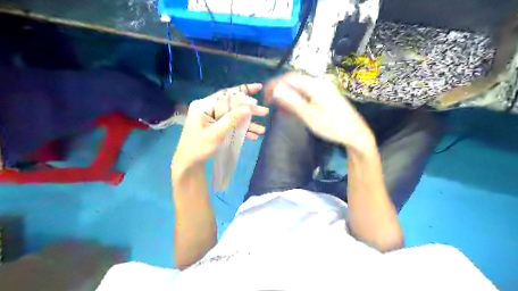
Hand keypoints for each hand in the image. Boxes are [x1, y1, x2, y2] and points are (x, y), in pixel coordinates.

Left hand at [172, 82, 268, 172]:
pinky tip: (253, 136)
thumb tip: (248, 107)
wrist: (188, 163)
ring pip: (234, 116)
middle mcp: (208, 108)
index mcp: (204, 106)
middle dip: (249, 110)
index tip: (258, 88)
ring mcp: (212, 117)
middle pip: (232, 105)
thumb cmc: (198, 149)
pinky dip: (241, 129)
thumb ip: (232, 120)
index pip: (226, 94)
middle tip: (264, 112)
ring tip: (262, 130)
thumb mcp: (216, 134)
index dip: (243, 90)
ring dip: (248, 123)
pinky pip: (231, 124)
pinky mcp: (215, 126)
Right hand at [267, 72, 372, 148]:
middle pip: (295, 81)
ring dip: (287, 94)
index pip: (290, 78)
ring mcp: (324, 90)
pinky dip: (297, 98)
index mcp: (315, 85)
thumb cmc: (333, 126)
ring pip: (300, 87)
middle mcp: (319, 83)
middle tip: (269, 100)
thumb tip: (276, 89)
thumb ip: (292, 101)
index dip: (275, 84)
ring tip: (277, 104)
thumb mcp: (309, 115)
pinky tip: (292, 106)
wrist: (355, 134)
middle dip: (280, 89)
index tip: (265, 95)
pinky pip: (307, 93)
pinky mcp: (326, 97)